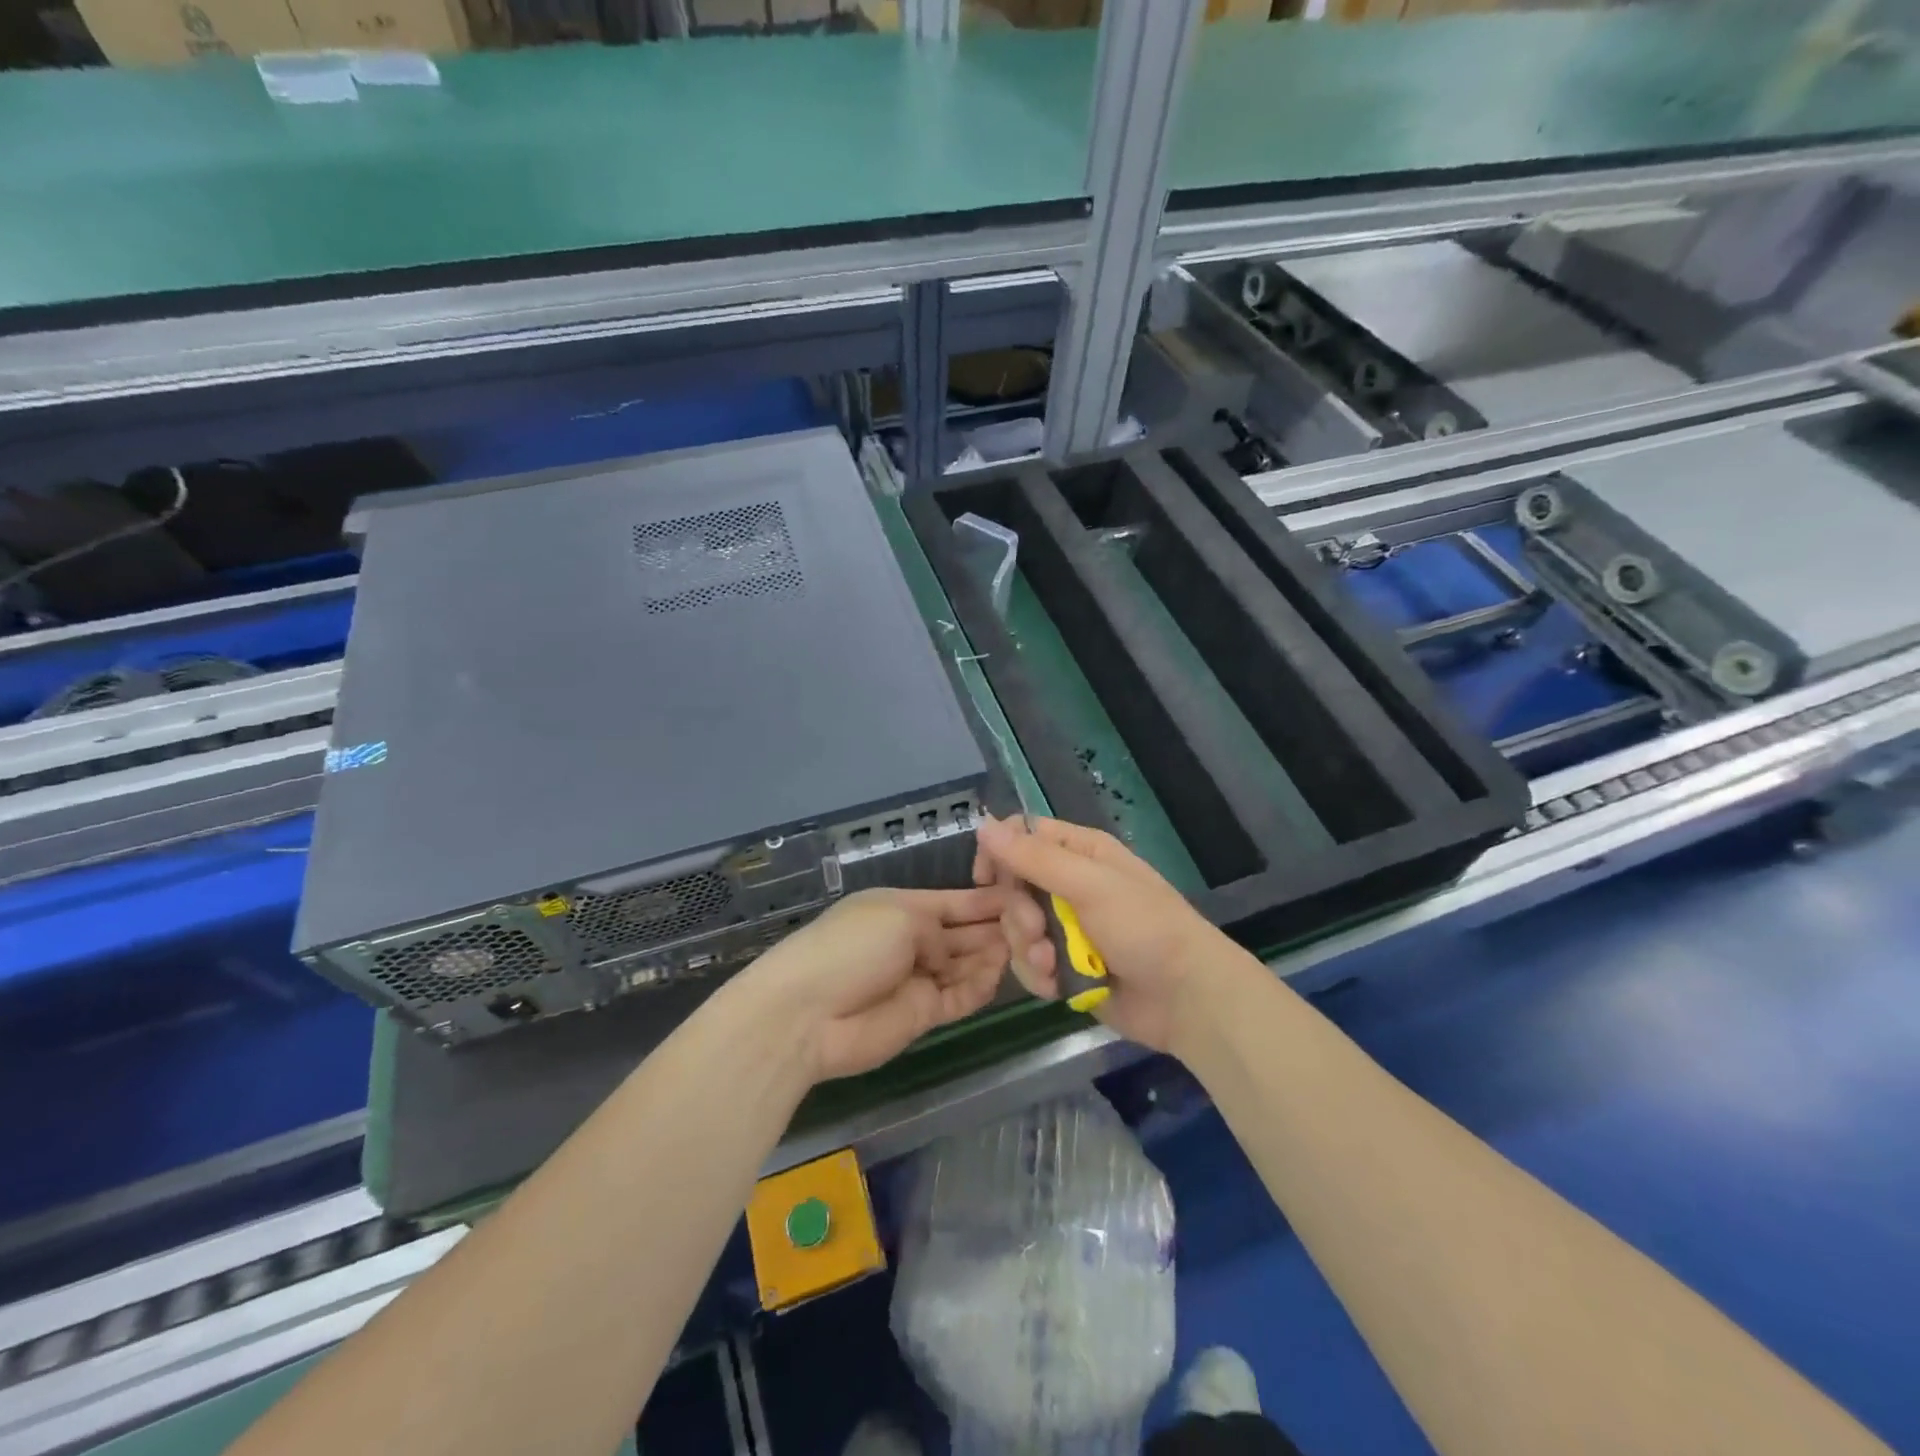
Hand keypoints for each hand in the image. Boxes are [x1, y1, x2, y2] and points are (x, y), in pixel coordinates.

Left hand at [738, 887, 1011, 1083]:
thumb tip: (950, 953)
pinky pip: (960, 997)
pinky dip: (980, 986)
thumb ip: (939, 929)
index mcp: (902, 907)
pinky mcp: (922, 1015)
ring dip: (993, 956)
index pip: (954, 901)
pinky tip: (1002, 974)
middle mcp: (913, 940)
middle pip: (964, 933)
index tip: (1023, 895)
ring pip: (966, 965)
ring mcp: (918, 979)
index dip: (986, 900)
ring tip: (1030, 948)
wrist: (807, 1014)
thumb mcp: (899, 917)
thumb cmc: (852, 946)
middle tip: (1037, 925)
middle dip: (996, 928)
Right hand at [972, 815, 1241, 1052]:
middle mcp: (1069, 884)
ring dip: (1027, 949)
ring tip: (1052, 966)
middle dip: (1018, 914)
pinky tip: (1057, 986)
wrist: (1185, 998)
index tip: (987, 879)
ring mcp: (1066, 928)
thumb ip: (1034, 857)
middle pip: (1013, 887)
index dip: (1000, 854)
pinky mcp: (1065, 966)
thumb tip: (983, 823)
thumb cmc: (1144, 927)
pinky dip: (1038, 975)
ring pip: (1017, 929)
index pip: (1022, 836)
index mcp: (1080, 852)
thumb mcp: (1089, 885)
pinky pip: (1029, 963)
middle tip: (1038, 930)